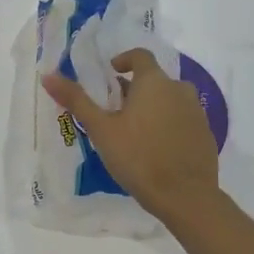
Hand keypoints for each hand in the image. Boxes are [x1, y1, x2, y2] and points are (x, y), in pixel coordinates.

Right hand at [44, 48, 220, 222]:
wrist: (186, 197)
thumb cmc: (138, 157)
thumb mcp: (101, 130)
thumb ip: (76, 100)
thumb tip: (48, 75)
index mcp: (154, 82)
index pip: (140, 56)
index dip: (123, 60)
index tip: (109, 75)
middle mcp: (179, 89)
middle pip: (154, 80)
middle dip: (134, 90)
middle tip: (114, 112)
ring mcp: (197, 112)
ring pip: (170, 100)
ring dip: (152, 107)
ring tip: (133, 132)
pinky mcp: (205, 134)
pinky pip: (182, 119)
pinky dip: (168, 124)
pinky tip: (155, 149)